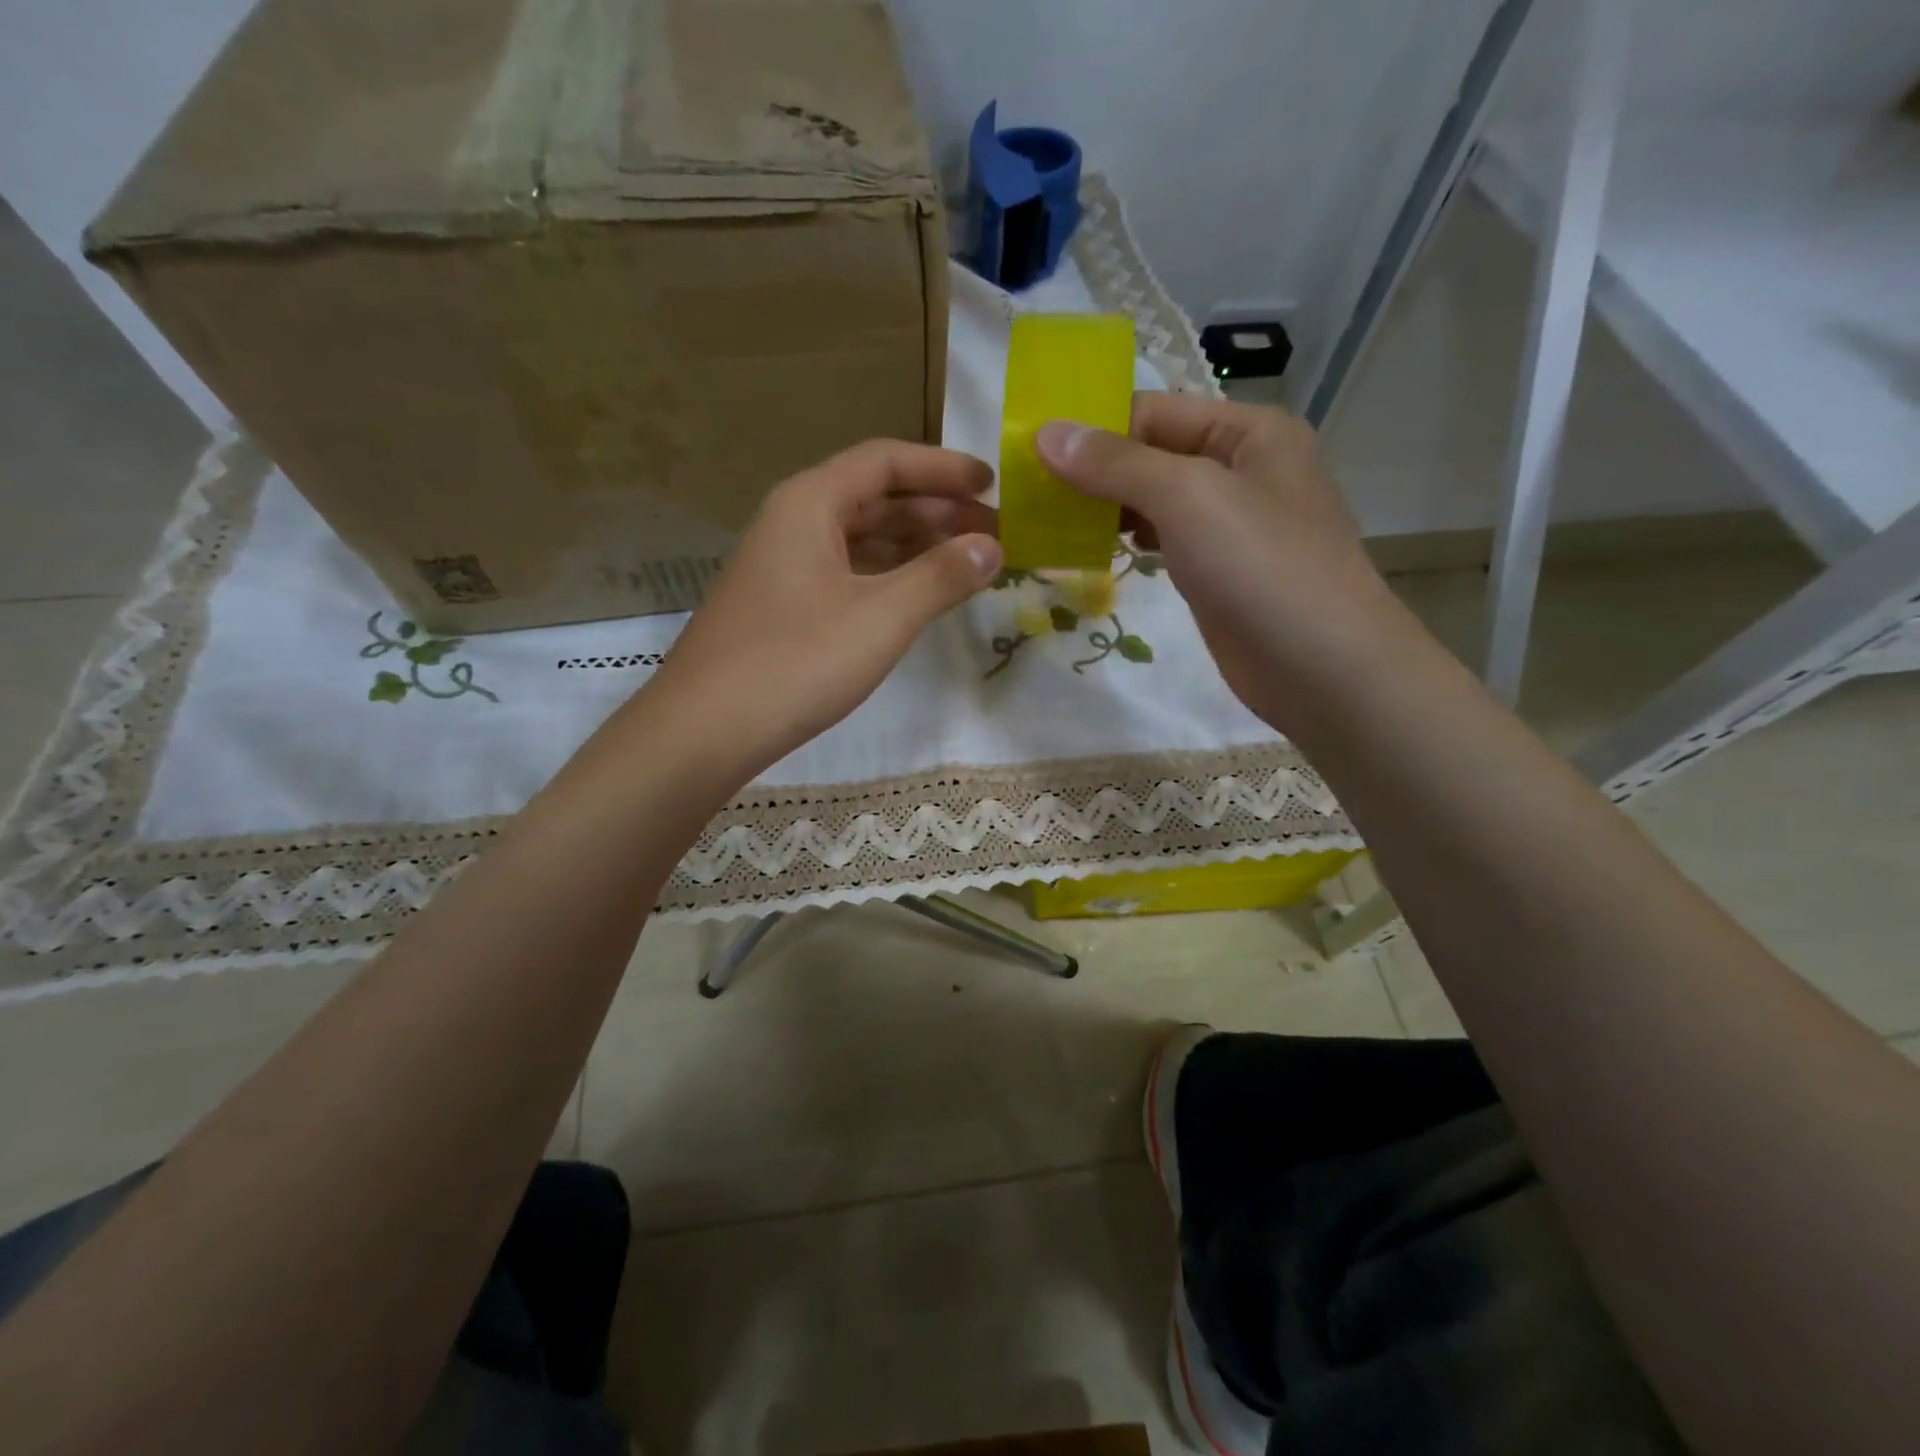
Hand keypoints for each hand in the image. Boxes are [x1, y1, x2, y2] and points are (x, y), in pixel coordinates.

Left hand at [644, 440, 1001, 772]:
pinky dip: (888, 577)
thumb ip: (941, 577)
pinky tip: (918, 597)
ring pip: (861, 539)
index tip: (993, 485)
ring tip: (967, 564)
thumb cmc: (796, 662)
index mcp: (810, 502)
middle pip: (874, 498)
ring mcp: (784, 566)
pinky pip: (847, 573)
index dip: (943, 468)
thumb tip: (991, 546)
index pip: (885, 462)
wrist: (704, 730)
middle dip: (936, 511)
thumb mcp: (881, 617)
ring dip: (915, 546)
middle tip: (993, 532)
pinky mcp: (783, 607)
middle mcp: (793, 522)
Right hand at [1037, 393, 1414, 732]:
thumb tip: (1047, 434)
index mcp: (1248, 432)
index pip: (1153, 412)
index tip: (1030, 452)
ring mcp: (1231, 525)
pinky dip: (1127, 540)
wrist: (1321, 669)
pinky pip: (1164, 541)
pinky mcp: (1218, 571)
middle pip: (1151, 454)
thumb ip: (1117, 464)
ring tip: (1048, 520)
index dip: (1092, 427)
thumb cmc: (1262, 568)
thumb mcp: (1188, 498)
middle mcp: (1241, 469)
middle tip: (1029, 492)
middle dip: (1093, 470)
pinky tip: (1091, 549)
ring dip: (1105, 507)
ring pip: (1154, 501)